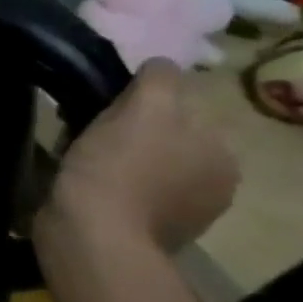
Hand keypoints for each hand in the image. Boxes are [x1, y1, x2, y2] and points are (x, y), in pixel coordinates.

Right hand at [41, 59, 237, 252]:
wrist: (92, 237)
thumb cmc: (119, 168)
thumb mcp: (144, 108)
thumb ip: (160, 79)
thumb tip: (161, 64)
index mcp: (223, 154)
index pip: (184, 109)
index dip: (143, 103)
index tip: (107, 107)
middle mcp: (214, 185)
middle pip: (165, 138)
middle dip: (130, 131)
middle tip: (87, 130)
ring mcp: (182, 215)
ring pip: (144, 166)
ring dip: (116, 159)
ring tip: (79, 159)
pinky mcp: (146, 234)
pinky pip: (126, 194)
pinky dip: (107, 186)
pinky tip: (82, 185)